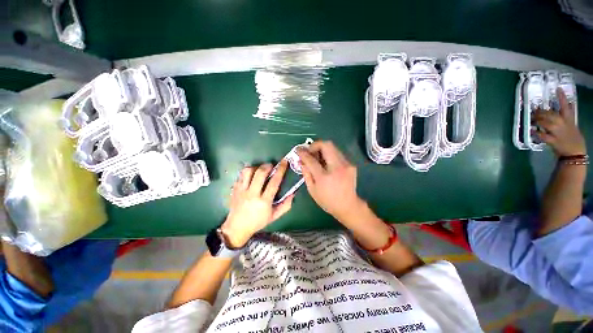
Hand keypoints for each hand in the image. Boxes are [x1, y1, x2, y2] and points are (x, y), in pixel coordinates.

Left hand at [220, 161, 292, 247]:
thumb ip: (286, 205)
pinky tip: (252, 175)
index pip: (274, 182)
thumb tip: (293, 193)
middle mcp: (252, 194)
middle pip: (260, 173)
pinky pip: (241, 175)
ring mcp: (242, 191)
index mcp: (264, 201)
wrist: (237, 227)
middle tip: (272, 166)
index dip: (280, 170)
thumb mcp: (274, 216)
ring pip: (248, 171)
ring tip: (260, 169)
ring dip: (256, 167)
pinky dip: (248, 172)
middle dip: (268, 166)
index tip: (284, 162)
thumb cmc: (258, 222)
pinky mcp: (235, 189)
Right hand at [297, 140, 363, 219]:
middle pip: (326, 145)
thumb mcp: (312, 190)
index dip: (303, 153)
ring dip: (322, 149)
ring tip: (317, 157)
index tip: (298, 150)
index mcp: (324, 177)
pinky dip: (329, 154)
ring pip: (333, 147)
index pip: (311, 159)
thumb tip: (301, 161)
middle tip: (310, 151)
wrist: (348, 206)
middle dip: (315, 145)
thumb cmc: (327, 201)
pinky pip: (337, 154)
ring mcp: (346, 165)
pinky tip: (326, 163)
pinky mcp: (351, 164)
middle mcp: (337, 168)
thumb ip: (306, 173)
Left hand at [533, 88, 585, 156]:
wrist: (575, 153)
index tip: (557, 88)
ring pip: (545, 123)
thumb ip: (568, 116)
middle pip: (550, 114)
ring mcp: (558, 132)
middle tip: (534, 110)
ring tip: (532, 119)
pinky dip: (536, 133)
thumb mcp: (573, 125)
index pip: (566, 105)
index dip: (562, 97)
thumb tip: (569, 105)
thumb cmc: (573, 138)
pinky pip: (542, 135)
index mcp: (569, 119)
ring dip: (537, 120)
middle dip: (541, 112)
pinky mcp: (553, 140)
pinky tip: (531, 130)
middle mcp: (563, 124)